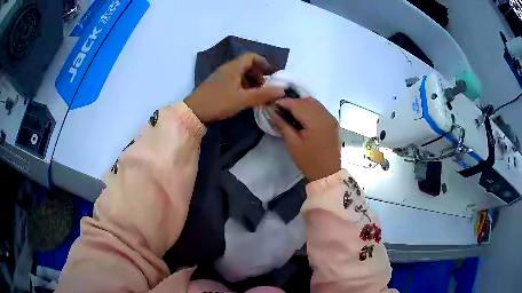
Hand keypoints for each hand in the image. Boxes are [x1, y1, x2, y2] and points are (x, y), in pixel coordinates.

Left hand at [185, 53, 284, 122]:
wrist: (194, 111)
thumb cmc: (219, 102)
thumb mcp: (243, 99)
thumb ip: (263, 95)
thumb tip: (282, 91)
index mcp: (234, 67)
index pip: (252, 57)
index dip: (263, 63)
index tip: (271, 74)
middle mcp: (227, 68)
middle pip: (247, 65)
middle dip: (258, 74)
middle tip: (265, 87)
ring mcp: (221, 76)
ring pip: (240, 73)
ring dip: (251, 81)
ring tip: (256, 93)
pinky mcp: (217, 84)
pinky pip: (234, 80)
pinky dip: (243, 85)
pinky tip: (244, 97)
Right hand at [268, 98, 340, 180]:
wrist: (328, 173)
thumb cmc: (309, 161)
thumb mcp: (293, 144)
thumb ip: (283, 125)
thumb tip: (272, 112)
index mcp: (316, 122)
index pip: (298, 105)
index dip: (284, 102)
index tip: (273, 104)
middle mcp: (326, 116)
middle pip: (307, 101)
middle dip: (293, 102)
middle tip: (281, 109)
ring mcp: (331, 118)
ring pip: (315, 103)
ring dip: (302, 104)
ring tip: (291, 112)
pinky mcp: (333, 122)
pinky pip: (320, 109)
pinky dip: (310, 108)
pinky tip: (303, 116)